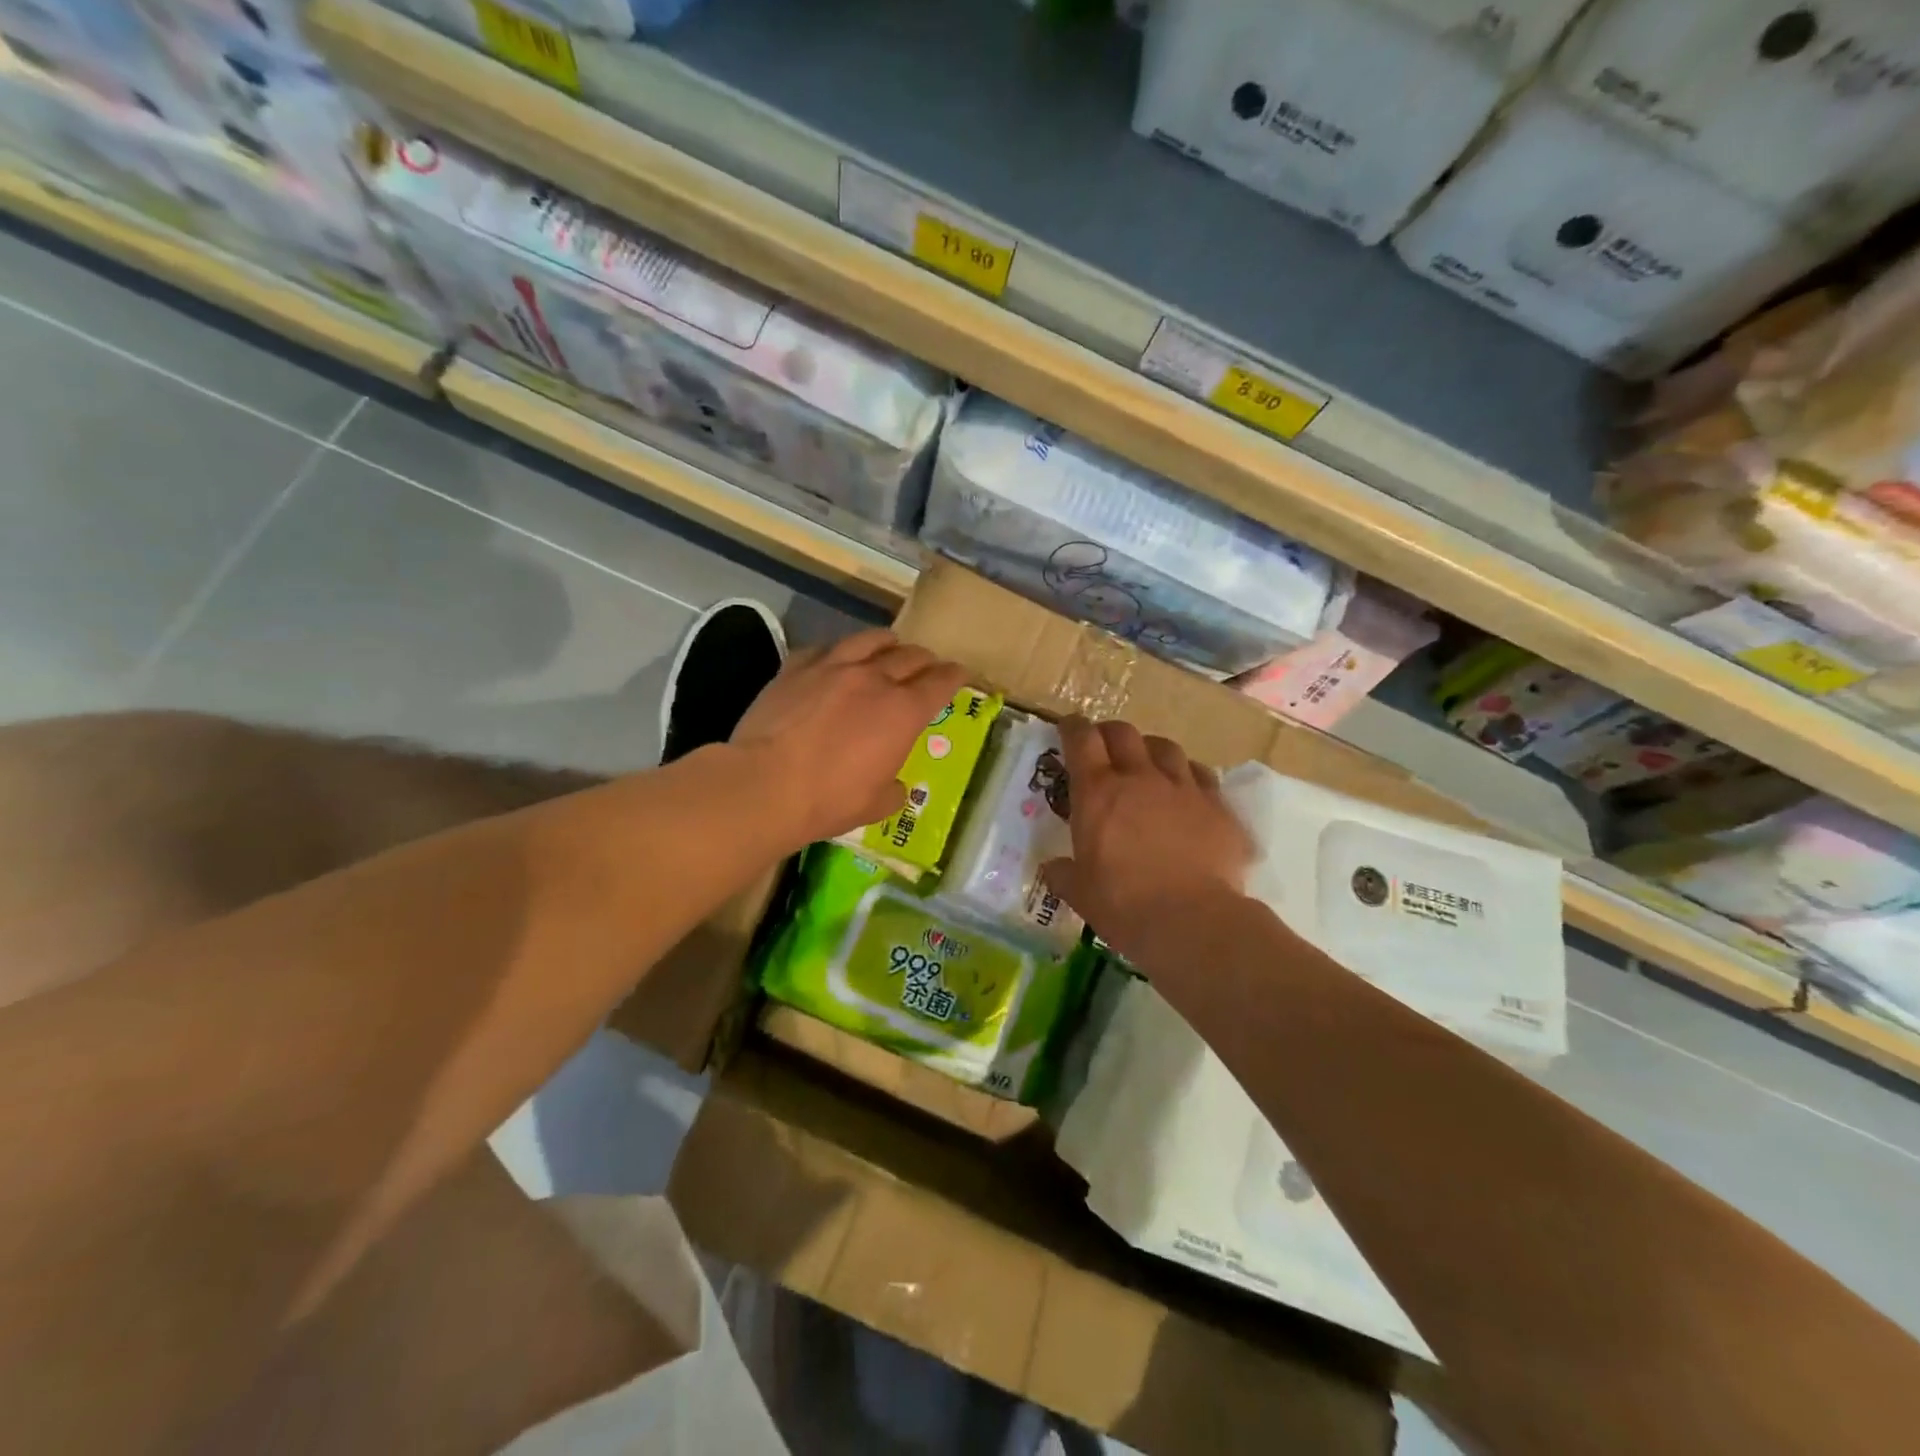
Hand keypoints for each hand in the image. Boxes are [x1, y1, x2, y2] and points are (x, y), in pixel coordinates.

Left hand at [730, 628, 968, 846]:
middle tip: (928, 666)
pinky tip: (834, 658)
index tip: (960, 673)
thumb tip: (895, 786)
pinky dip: (837, 651)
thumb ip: (893, 790)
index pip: (941, 683)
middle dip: (925, 660)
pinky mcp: (796, 667)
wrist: (765, 785)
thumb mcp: (875, 805)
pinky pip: (824, 648)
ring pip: (869, 640)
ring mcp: (833, 667)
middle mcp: (874, 679)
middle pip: (910, 656)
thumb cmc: (829, 800)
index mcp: (903, 712)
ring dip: (887, 642)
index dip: (955, 676)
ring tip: (889, 645)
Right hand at [1041, 716, 1252, 960]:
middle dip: (1109, 733)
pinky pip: (1201, 774)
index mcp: (1097, 793)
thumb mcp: (1080, 892)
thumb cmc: (1123, 905)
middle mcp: (1140, 778)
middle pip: (1124, 733)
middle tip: (1104, 747)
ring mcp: (1183, 788)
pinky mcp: (1218, 806)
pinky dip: (1188, 775)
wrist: (1192, 920)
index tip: (1068, 727)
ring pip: (1165, 747)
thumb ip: (1064, 874)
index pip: (1081, 739)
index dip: (1072, 727)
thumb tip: (1053, 868)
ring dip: (1150, 750)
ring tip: (1147, 764)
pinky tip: (1186, 791)